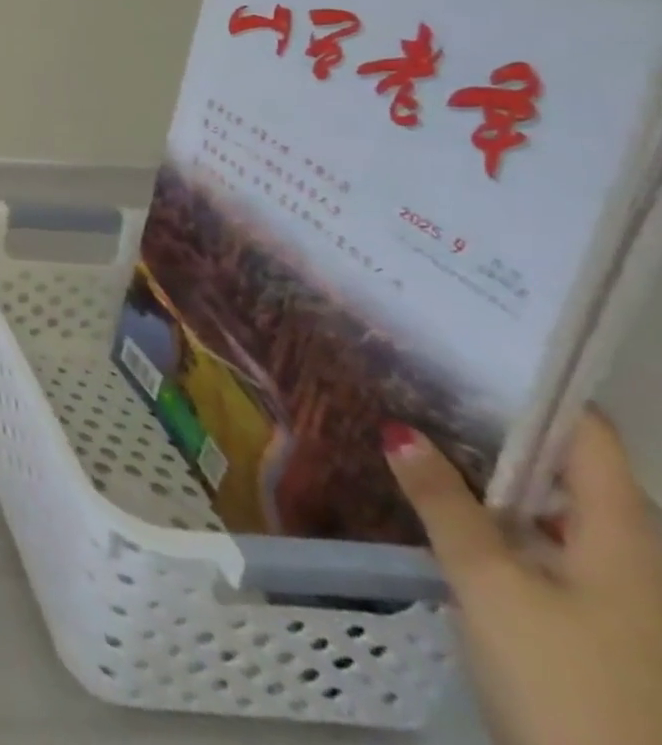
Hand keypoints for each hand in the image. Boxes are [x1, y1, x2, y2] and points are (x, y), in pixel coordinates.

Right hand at [384, 411, 661, 744]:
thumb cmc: (565, 677)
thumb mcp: (490, 584)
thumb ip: (444, 504)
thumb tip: (398, 428)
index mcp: (624, 538)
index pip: (590, 437)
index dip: (540, 391)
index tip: (472, 351)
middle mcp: (630, 556)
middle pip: (568, 468)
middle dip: (497, 425)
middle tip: (422, 381)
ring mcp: (613, 592)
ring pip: (549, 505)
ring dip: (490, 468)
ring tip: (417, 428)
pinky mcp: (589, 618)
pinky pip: (539, 539)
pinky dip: (494, 510)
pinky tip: (442, 502)